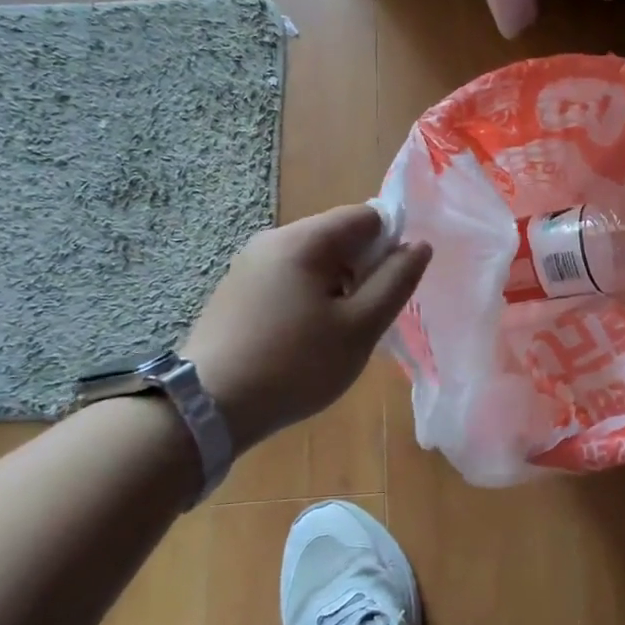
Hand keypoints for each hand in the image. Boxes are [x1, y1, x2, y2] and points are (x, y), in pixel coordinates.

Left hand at [182, 204, 429, 447]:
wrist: (206, 408)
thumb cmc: (295, 365)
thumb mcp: (359, 327)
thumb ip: (395, 282)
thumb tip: (419, 245)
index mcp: (304, 240)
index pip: (366, 216)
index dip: (390, 246)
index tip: (389, 289)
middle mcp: (272, 240)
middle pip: (338, 236)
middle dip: (363, 270)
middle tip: (365, 319)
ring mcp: (248, 265)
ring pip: (314, 261)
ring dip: (337, 287)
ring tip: (335, 334)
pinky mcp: (236, 291)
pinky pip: (289, 279)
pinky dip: (309, 298)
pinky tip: (303, 339)